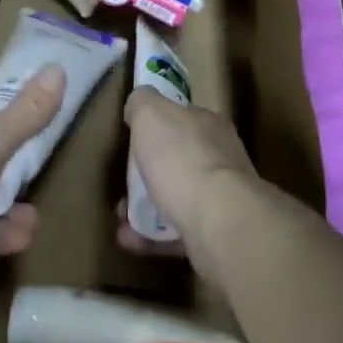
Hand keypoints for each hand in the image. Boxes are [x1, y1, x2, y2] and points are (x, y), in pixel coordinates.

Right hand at [116, 88, 259, 280]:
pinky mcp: (217, 235)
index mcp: (209, 125)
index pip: (183, 118)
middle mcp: (221, 158)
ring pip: (177, 198)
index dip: (157, 127)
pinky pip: (177, 232)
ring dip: (146, 207)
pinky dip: (151, 236)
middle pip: (180, 160)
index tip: (132, 141)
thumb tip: (138, 104)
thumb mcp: (151, 113)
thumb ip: (142, 103)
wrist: (219, 220)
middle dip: (148, 172)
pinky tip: (129, 239)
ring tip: (120, 217)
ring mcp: (222, 199)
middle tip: (124, 183)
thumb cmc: (182, 158)